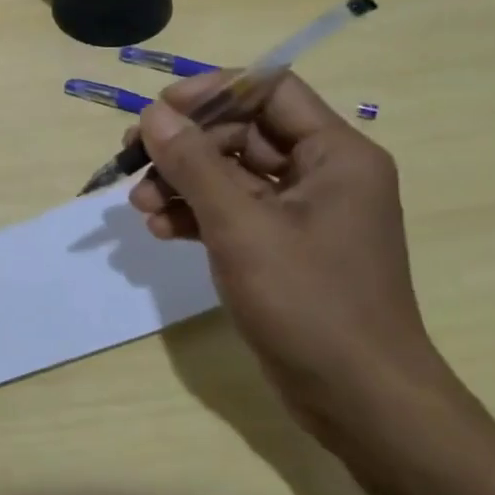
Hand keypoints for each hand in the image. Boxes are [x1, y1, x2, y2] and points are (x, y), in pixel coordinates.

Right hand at [129, 71, 452, 444]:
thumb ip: (194, 164)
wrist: (361, 403)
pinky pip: (231, 211)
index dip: (212, 91)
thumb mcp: (241, 227)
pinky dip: (194, 214)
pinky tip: (159, 230)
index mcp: (334, 154)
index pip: (269, 90)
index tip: (160, 109)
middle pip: (241, 132)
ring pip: (229, 174)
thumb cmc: (310, 303)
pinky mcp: (281, 246)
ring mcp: (300, 213)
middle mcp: (320, 173)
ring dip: (181, 182)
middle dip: (184, 146)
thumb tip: (153, 114)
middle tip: (133, 159)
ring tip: (139, 206)